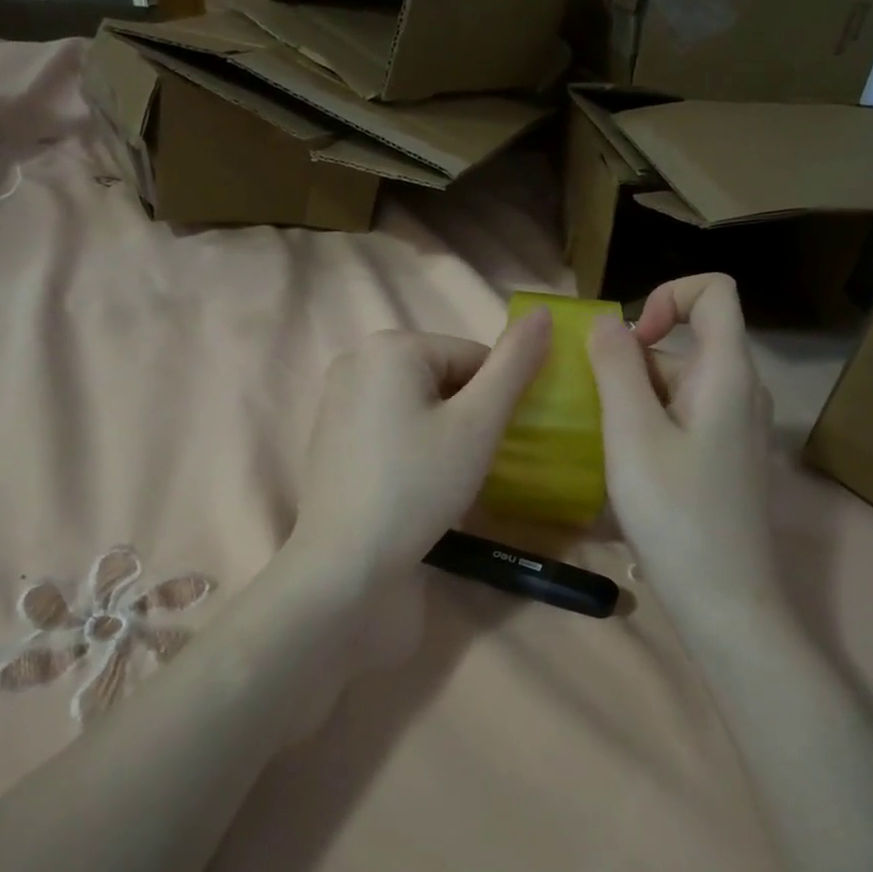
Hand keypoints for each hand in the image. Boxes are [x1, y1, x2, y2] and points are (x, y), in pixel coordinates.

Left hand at [289, 312, 551, 584]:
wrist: (346, 558)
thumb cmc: (419, 487)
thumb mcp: (478, 424)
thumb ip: (514, 365)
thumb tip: (544, 313)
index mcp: (391, 345)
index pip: (473, 357)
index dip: (494, 402)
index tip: (488, 445)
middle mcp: (356, 356)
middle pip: (442, 375)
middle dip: (463, 414)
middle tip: (462, 464)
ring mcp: (336, 393)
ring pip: (416, 399)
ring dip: (439, 428)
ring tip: (436, 475)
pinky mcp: (328, 428)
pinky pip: (386, 419)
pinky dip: (407, 440)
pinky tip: (407, 478)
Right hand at [587, 275, 779, 618]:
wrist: (723, 599)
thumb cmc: (674, 511)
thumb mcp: (631, 433)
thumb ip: (617, 367)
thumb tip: (606, 322)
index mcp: (727, 372)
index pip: (714, 291)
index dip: (666, 295)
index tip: (626, 341)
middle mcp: (740, 392)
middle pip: (684, 345)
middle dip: (630, 364)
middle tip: (591, 411)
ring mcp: (734, 430)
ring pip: (676, 388)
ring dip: (631, 402)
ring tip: (598, 445)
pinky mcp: (724, 462)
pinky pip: (681, 422)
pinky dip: (646, 429)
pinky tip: (621, 473)